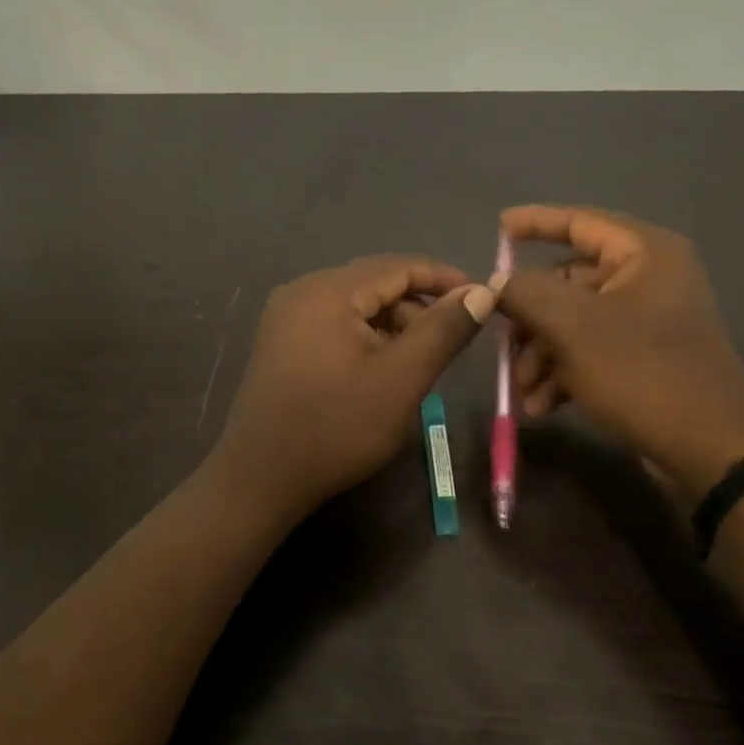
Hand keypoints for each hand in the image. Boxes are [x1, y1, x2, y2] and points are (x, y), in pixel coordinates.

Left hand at [212, 256, 495, 522]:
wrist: (261, 478)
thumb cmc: (337, 427)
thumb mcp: (401, 379)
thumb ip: (443, 330)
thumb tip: (482, 292)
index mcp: (328, 290)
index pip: (398, 266)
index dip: (444, 278)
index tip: (482, 298)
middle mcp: (302, 291)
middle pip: (374, 283)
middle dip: (418, 307)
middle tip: (451, 341)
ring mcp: (285, 318)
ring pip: (355, 306)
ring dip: (392, 325)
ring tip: (418, 362)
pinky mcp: (280, 344)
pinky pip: (334, 325)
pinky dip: (365, 338)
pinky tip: (381, 370)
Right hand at [498, 205, 743, 497]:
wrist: (710, 450)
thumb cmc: (643, 373)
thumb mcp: (574, 327)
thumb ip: (526, 292)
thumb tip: (495, 284)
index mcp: (645, 254)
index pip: (580, 221)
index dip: (535, 222)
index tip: (497, 229)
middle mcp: (649, 279)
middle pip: (568, 282)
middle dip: (529, 321)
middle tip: (502, 346)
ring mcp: (647, 322)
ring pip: (573, 324)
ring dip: (540, 357)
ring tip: (524, 394)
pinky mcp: (644, 360)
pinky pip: (590, 353)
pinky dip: (562, 375)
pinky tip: (542, 408)